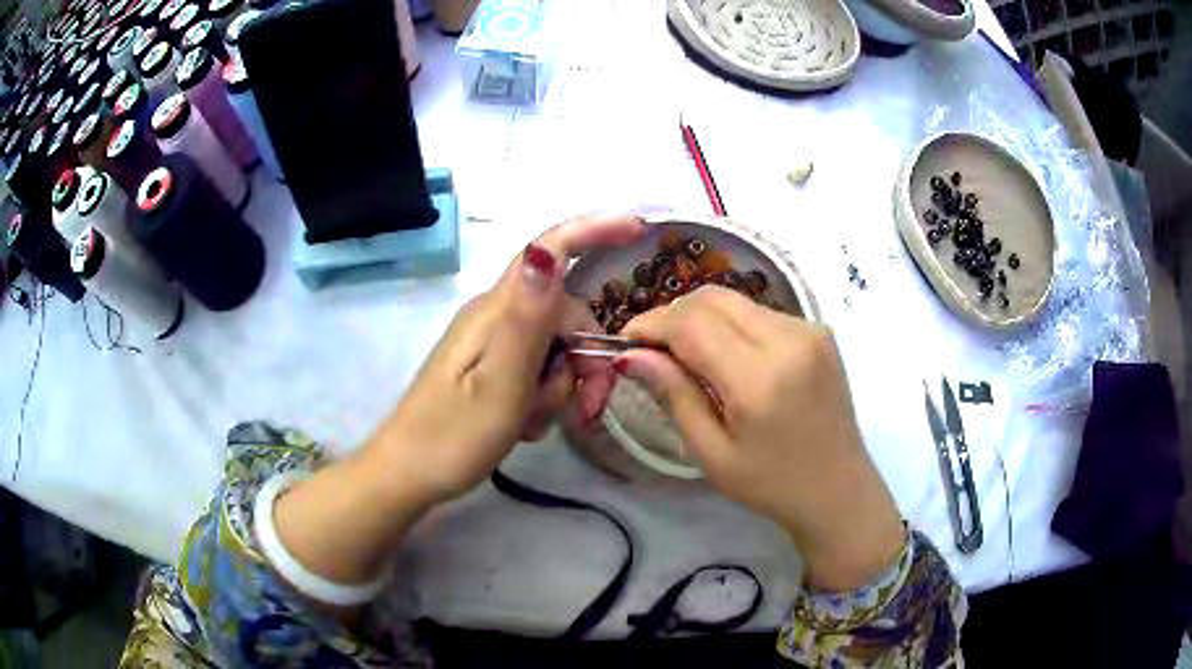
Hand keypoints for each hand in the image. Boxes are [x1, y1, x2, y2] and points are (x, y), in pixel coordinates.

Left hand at [274, 214, 645, 587]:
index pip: (548, 249)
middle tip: (587, 408)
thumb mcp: (500, 384)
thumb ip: (526, 319)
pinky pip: (535, 368)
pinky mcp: (490, 367)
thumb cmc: (452, 437)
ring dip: (561, 385)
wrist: (407, 474)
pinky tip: (525, 424)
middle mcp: (495, 316)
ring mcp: (492, 342)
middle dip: (585, 357)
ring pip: (553, 346)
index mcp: (495, 311)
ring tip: (536, 423)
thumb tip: (546, 251)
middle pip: (563, 313)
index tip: (639, 228)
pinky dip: (542, 396)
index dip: (595, 230)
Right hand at [617, 287, 904, 590]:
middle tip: (651, 347)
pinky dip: (732, 324)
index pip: (690, 324)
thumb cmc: (771, 485)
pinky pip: (760, 313)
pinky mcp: (819, 332)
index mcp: (759, 379)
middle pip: (712, 299)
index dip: (650, 324)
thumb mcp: (712, 453)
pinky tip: (725, 357)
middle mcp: (788, 340)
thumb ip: (674, 395)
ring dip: (701, 318)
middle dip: (672, 315)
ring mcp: (809, 330)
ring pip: (736, 301)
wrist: (839, 489)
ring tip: (685, 354)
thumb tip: (632, 355)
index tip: (625, 342)